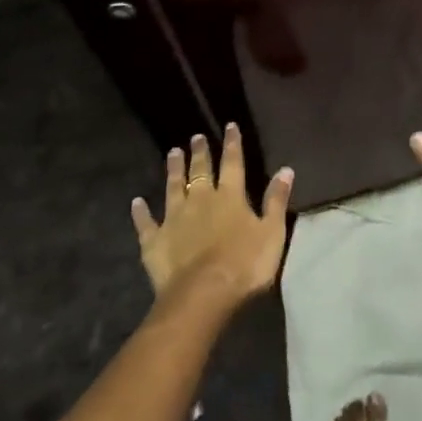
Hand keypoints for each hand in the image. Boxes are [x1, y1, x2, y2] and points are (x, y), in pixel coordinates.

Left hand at [132, 125, 292, 309]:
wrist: (203, 295)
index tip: (229, 126)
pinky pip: (146, 223)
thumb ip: (276, 201)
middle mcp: (201, 200)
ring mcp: (174, 219)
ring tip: (172, 152)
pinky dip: (141, 212)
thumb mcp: (272, 232)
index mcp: (230, 197)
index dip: (232, 144)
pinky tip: (136, 202)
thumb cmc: (245, 264)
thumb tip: (286, 169)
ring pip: (173, 188)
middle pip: (200, 171)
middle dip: (200, 152)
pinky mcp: (155, 241)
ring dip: (173, 170)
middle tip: (195, 136)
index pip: (233, 163)